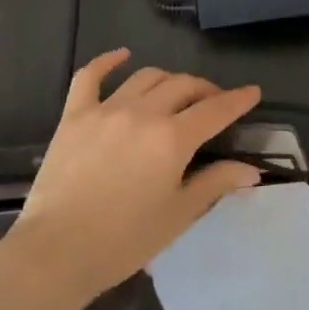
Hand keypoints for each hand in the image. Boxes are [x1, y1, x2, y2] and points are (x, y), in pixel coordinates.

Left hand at [8, 50, 263, 302]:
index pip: (216, 110)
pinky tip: (122, 56)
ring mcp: (106, 110)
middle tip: (214, 103)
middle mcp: (143, 113)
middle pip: (183, 86)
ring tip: (176, 92)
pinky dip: (108, 61)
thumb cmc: (124, 240)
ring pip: (146, 77)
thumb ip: (215, 184)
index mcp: (173, 138)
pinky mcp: (74, 116)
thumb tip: (251, 171)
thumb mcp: (179, 215)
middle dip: (205, 90)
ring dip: (169, 80)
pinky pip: (90, 76)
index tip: (252, 92)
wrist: (56, 253)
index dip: (238, 100)